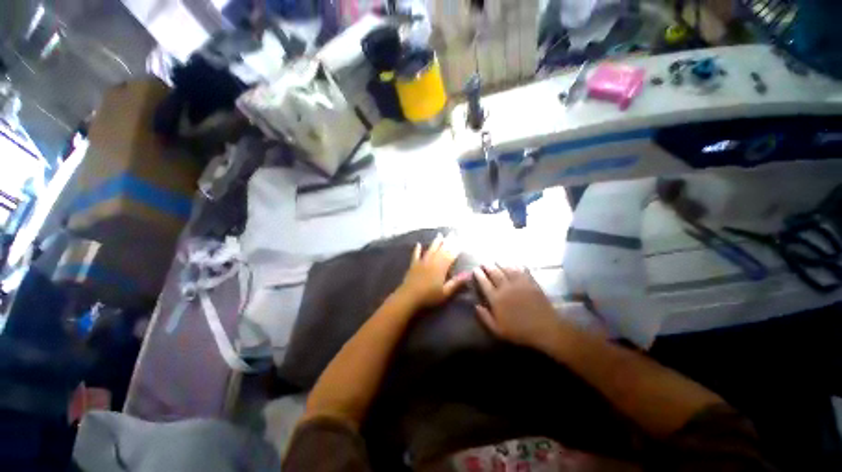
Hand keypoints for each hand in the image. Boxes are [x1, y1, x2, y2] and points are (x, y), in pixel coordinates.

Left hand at [397, 234, 467, 309]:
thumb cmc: (429, 296)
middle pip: (441, 250)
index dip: (456, 248)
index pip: (450, 255)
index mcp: (441, 267)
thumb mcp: (445, 292)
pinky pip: (416, 255)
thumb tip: (469, 274)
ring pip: (430, 250)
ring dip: (435, 242)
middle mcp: (432, 261)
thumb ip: (457, 282)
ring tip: (440, 235)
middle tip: (452, 233)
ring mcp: (422, 262)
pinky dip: (417, 249)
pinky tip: (418, 244)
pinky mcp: (413, 265)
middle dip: (447, 242)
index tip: (460, 241)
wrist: (409, 297)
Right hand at [474, 265, 571, 350]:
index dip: (479, 275)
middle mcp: (505, 288)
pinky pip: (522, 271)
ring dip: (500, 264)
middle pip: (494, 273)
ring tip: (496, 261)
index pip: (484, 283)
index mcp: (496, 299)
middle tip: (484, 263)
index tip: (475, 270)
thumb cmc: (519, 331)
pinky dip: (517, 266)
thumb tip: (476, 306)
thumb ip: (485, 317)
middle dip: (488, 267)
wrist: (545, 329)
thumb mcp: (498, 330)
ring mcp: (519, 284)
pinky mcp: (531, 283)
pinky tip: (514, 264)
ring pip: (507, 269)